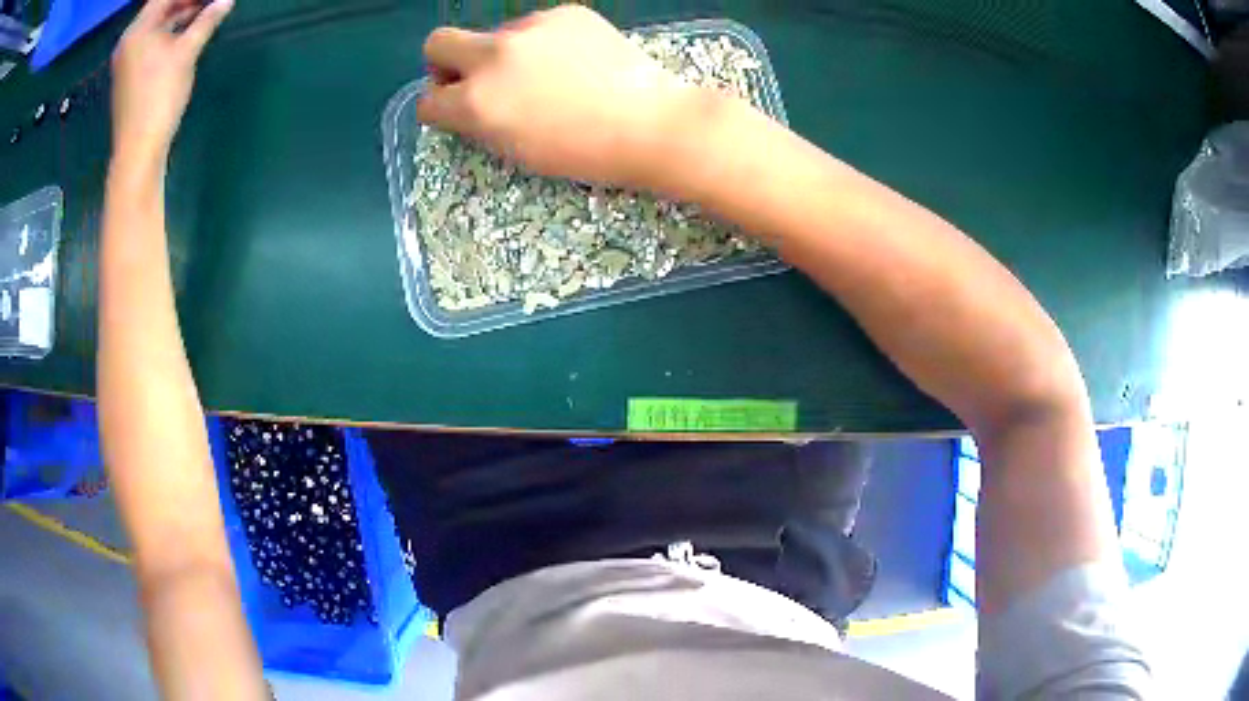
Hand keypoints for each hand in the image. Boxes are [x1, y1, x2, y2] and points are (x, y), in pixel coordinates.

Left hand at [111, 0, 232, 164]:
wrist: (138, 149)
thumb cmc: (159, 96)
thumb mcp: (187, 52)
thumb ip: (207, 21)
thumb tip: (226, 1)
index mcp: (138, 30)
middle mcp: (128, 41)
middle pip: (159, 7)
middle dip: (184, 1)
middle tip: (210, 2)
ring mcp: (127, 58)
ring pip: (156, 24)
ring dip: (179, 14)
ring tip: (205, 11)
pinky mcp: (129, 73)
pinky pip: (150, 40)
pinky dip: (169, 31)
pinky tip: (187, 31)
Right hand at [418, 5, 698, 188]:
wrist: (648, 124)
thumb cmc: (582, 153)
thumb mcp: (516, 151)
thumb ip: (479, 122)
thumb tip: (466, 101)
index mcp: (476, 101)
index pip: (427, 100)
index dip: (438, 108)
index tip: (453, 111)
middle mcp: (493, 56)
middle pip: (438, 43)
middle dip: (444, 63)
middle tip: (473, 79)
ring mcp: (529, 28)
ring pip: (494, 34)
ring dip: (504, 53)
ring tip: (547, 76)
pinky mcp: (563, 12)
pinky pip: (535, 25)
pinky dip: (542, 42)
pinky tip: (574, 61)